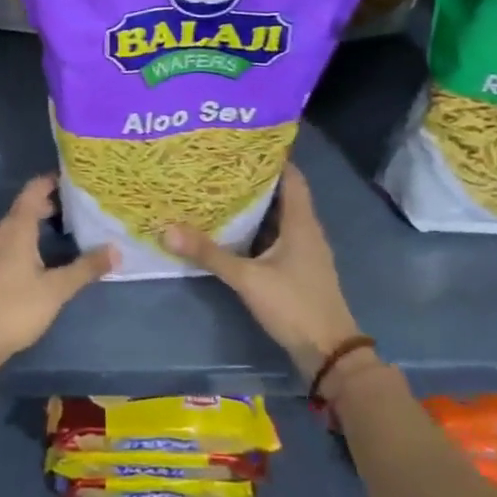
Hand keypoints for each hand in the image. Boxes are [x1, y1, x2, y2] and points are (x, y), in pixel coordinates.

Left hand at [0, 176, 115, 373]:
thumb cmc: (15, 308)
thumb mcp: (57, 289)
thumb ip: (86, 268)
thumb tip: (116, 250)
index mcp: (15, 228)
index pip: (33, 190)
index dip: (52, 181)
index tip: (75, 181)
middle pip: (24, 208)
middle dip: (49, 205)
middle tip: (77, 210)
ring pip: (13, 227)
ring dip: (35, 225)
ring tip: (61, 234)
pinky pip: (5, 243)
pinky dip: (23, 241)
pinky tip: (36, 260)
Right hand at [165, 164, 362, 381]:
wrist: (328, 352)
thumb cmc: (294, 305)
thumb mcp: (248, 278)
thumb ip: (209, 254)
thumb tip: (167, 229)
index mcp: (301, 221)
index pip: (290, 176)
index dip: (269, 158)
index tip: (241, 144)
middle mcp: (306, 229)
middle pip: (281, 194)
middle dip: (254, 180)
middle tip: (219, 166)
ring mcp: (304, 251)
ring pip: (278, 217)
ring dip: (254, 206)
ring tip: (220, 192)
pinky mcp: (298, 269)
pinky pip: (276, 238)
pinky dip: (257, 230)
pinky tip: (232, 231)